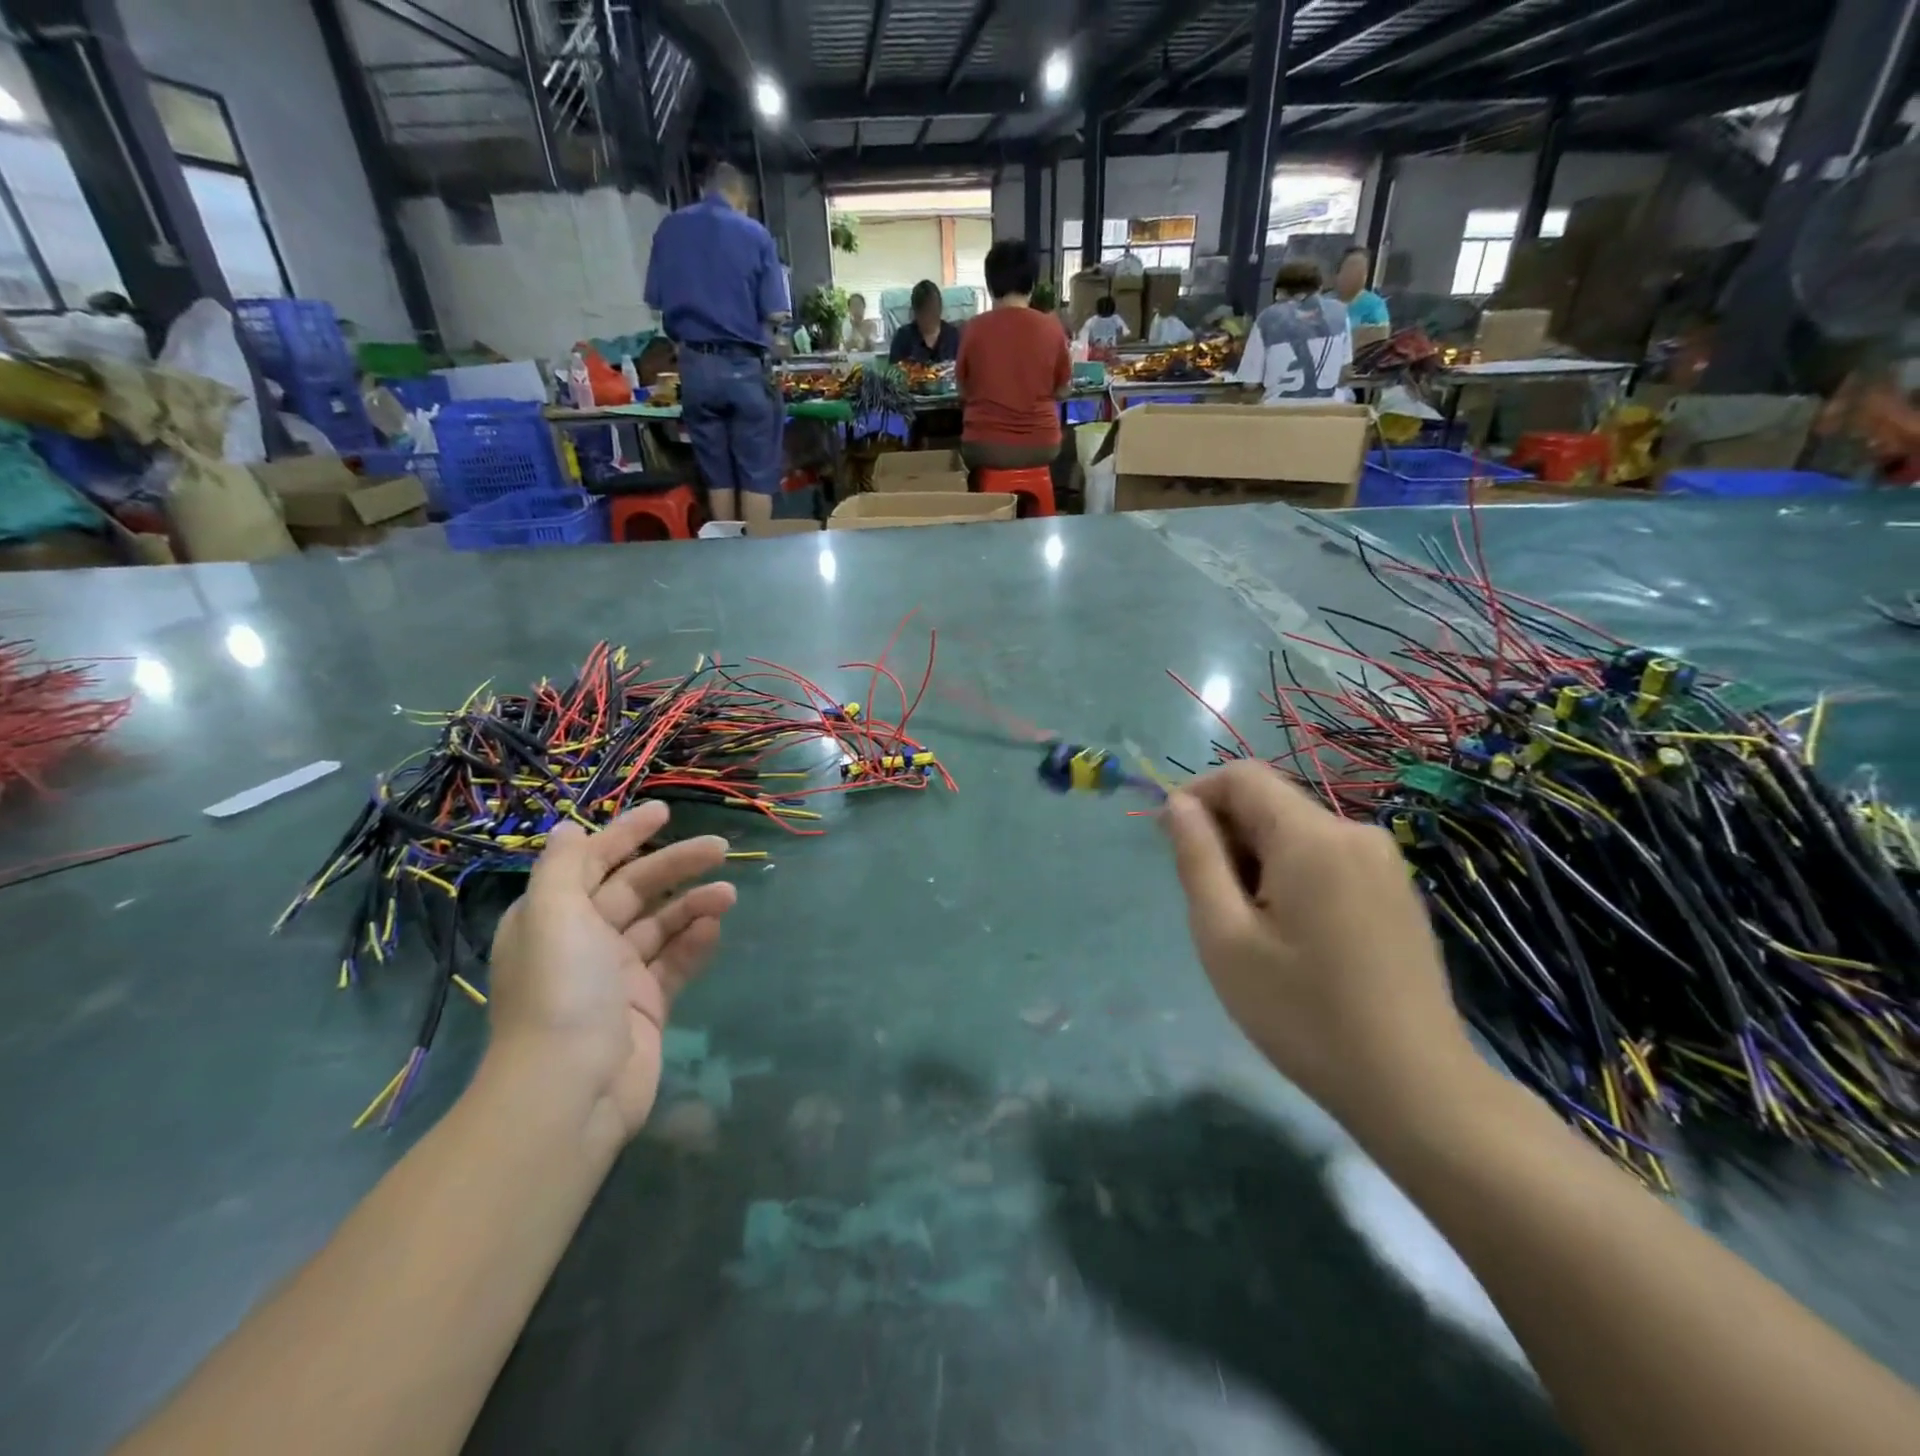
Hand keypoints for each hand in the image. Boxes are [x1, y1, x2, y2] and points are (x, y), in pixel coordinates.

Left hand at [486, 803, 736, 1152]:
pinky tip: (714, 929)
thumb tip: (568, 829)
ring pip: (661, 925)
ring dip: (693, 903)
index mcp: (553, 918)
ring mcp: (616, 977)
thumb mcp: (552, 914)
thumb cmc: (562, 989)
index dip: (625, 835)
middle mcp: (582, 942)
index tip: (664, 813)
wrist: (571, 1089)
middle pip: (634, 890)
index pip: (592, 863)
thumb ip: (563, 867)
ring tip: (728, 894)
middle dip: (675, 865)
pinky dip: (694, 943)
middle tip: (719, 848)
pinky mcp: (645, 1007)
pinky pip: (674, 963)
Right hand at [1161, 761, 1475, 1131]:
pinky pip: (1327, 858)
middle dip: (1227, 836)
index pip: (1242, 777)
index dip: (1197, 795)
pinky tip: (1292, 936)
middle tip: (1210, 905)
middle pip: (1271, 804)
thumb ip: (1197, 858)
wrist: (1414, 1087)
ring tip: (1250, 928)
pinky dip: (1292, 876)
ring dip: (1257, 860)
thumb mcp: (1225, 936)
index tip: (1172, 842)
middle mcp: (1355, 833)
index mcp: (1313, 837)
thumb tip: (1179, 804)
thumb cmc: (1303, 1012)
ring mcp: (1384, 862)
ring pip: (1297, 833)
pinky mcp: (1397, 890)